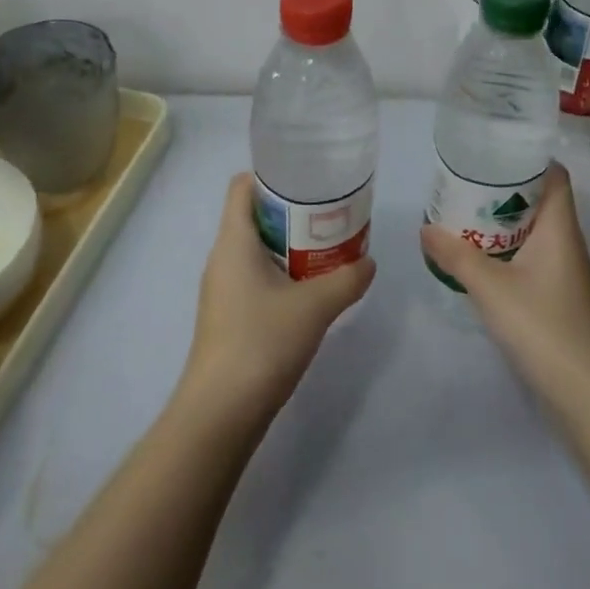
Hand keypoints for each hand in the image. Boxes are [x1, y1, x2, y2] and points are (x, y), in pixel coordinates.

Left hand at [182, 173, 375, 421]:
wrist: (220, 414)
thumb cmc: (261, 343)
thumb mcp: (315, 307)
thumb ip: (347, 279)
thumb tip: (369, 263)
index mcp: (234, 241)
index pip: (243, 186)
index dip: (271, 174)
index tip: (308, 178)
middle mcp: (223, 257)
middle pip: (254, 215)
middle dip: (292, 210)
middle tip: (330, 212)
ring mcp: (224, 289)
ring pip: (258, 248)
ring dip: (291, 244)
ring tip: (328, 246)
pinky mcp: (229, 315)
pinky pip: (257, 276)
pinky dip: (283, 272)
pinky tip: (311, 288)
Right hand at [420, 163, 589, 404]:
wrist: (586, 393)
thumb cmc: (543, 327)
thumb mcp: (491, 287)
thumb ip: (456, 255)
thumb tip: (425, 228)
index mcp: (559, 226)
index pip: (553, 174)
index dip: (526, 157)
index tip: (490, 150)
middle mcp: (565, 241)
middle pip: (537, 199)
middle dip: (502, 188)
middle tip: (463, 181)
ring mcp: (562, 270)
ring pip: (531, 229)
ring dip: (500, 220)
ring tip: (462, 213)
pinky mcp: (555, 294)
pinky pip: (528, 255)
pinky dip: (504, 248)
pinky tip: (476, 257)